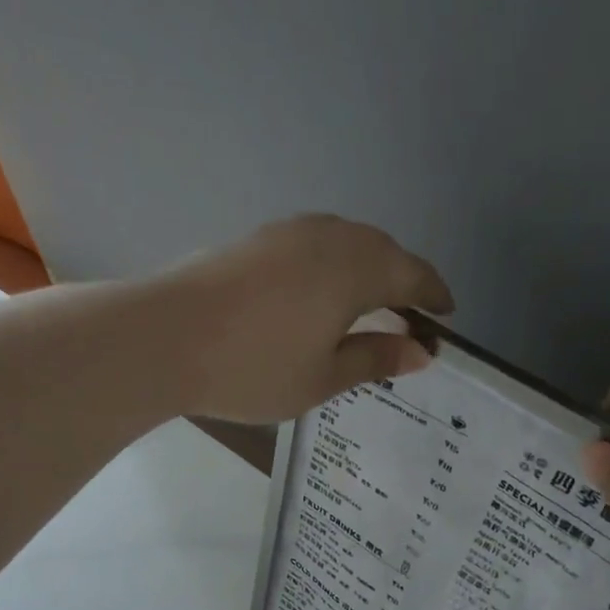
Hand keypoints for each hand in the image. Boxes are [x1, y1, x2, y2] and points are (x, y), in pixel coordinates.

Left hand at [157, 215, 453, 423]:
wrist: (163, 338)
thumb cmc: (253, 368)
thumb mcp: (323, 377)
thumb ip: (375, 358)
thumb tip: (420, 351)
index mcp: (356, 269)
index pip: (413, 276)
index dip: (434, 297)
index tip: (446, 320)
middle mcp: (329, 237)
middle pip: (382, 252)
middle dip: (403, 282)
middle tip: (409, 319)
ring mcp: (288, 232)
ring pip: (346, 243)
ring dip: (366, 270)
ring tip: (368, 307)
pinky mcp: (256, 239)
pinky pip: (314, 245)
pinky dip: (332, 266)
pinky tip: (319, 294)